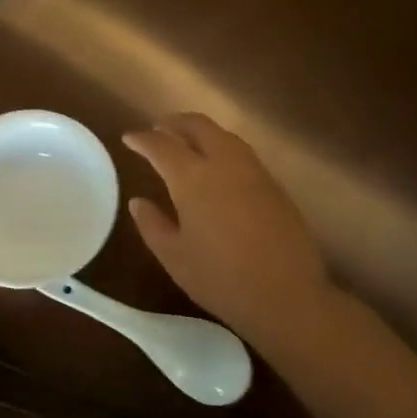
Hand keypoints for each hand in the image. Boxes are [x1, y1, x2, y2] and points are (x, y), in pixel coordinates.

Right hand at [124, 113, 332, 343]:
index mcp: (192, 178)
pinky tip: (217, 166)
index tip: (129, 138)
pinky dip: (222, 147)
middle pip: (198, 125)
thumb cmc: (221, 279)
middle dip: (174, 122)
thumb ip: (152, 225)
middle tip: (158, 129)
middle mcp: (223, 163)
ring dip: (201, 131)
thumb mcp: (175, 257)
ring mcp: (253, 171)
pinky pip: (241, 152)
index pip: (161, 145)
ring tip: (186, 142)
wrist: (287, 295)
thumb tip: (138, 202)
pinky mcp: (274, 184)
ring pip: (223, 135)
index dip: (142, 139)